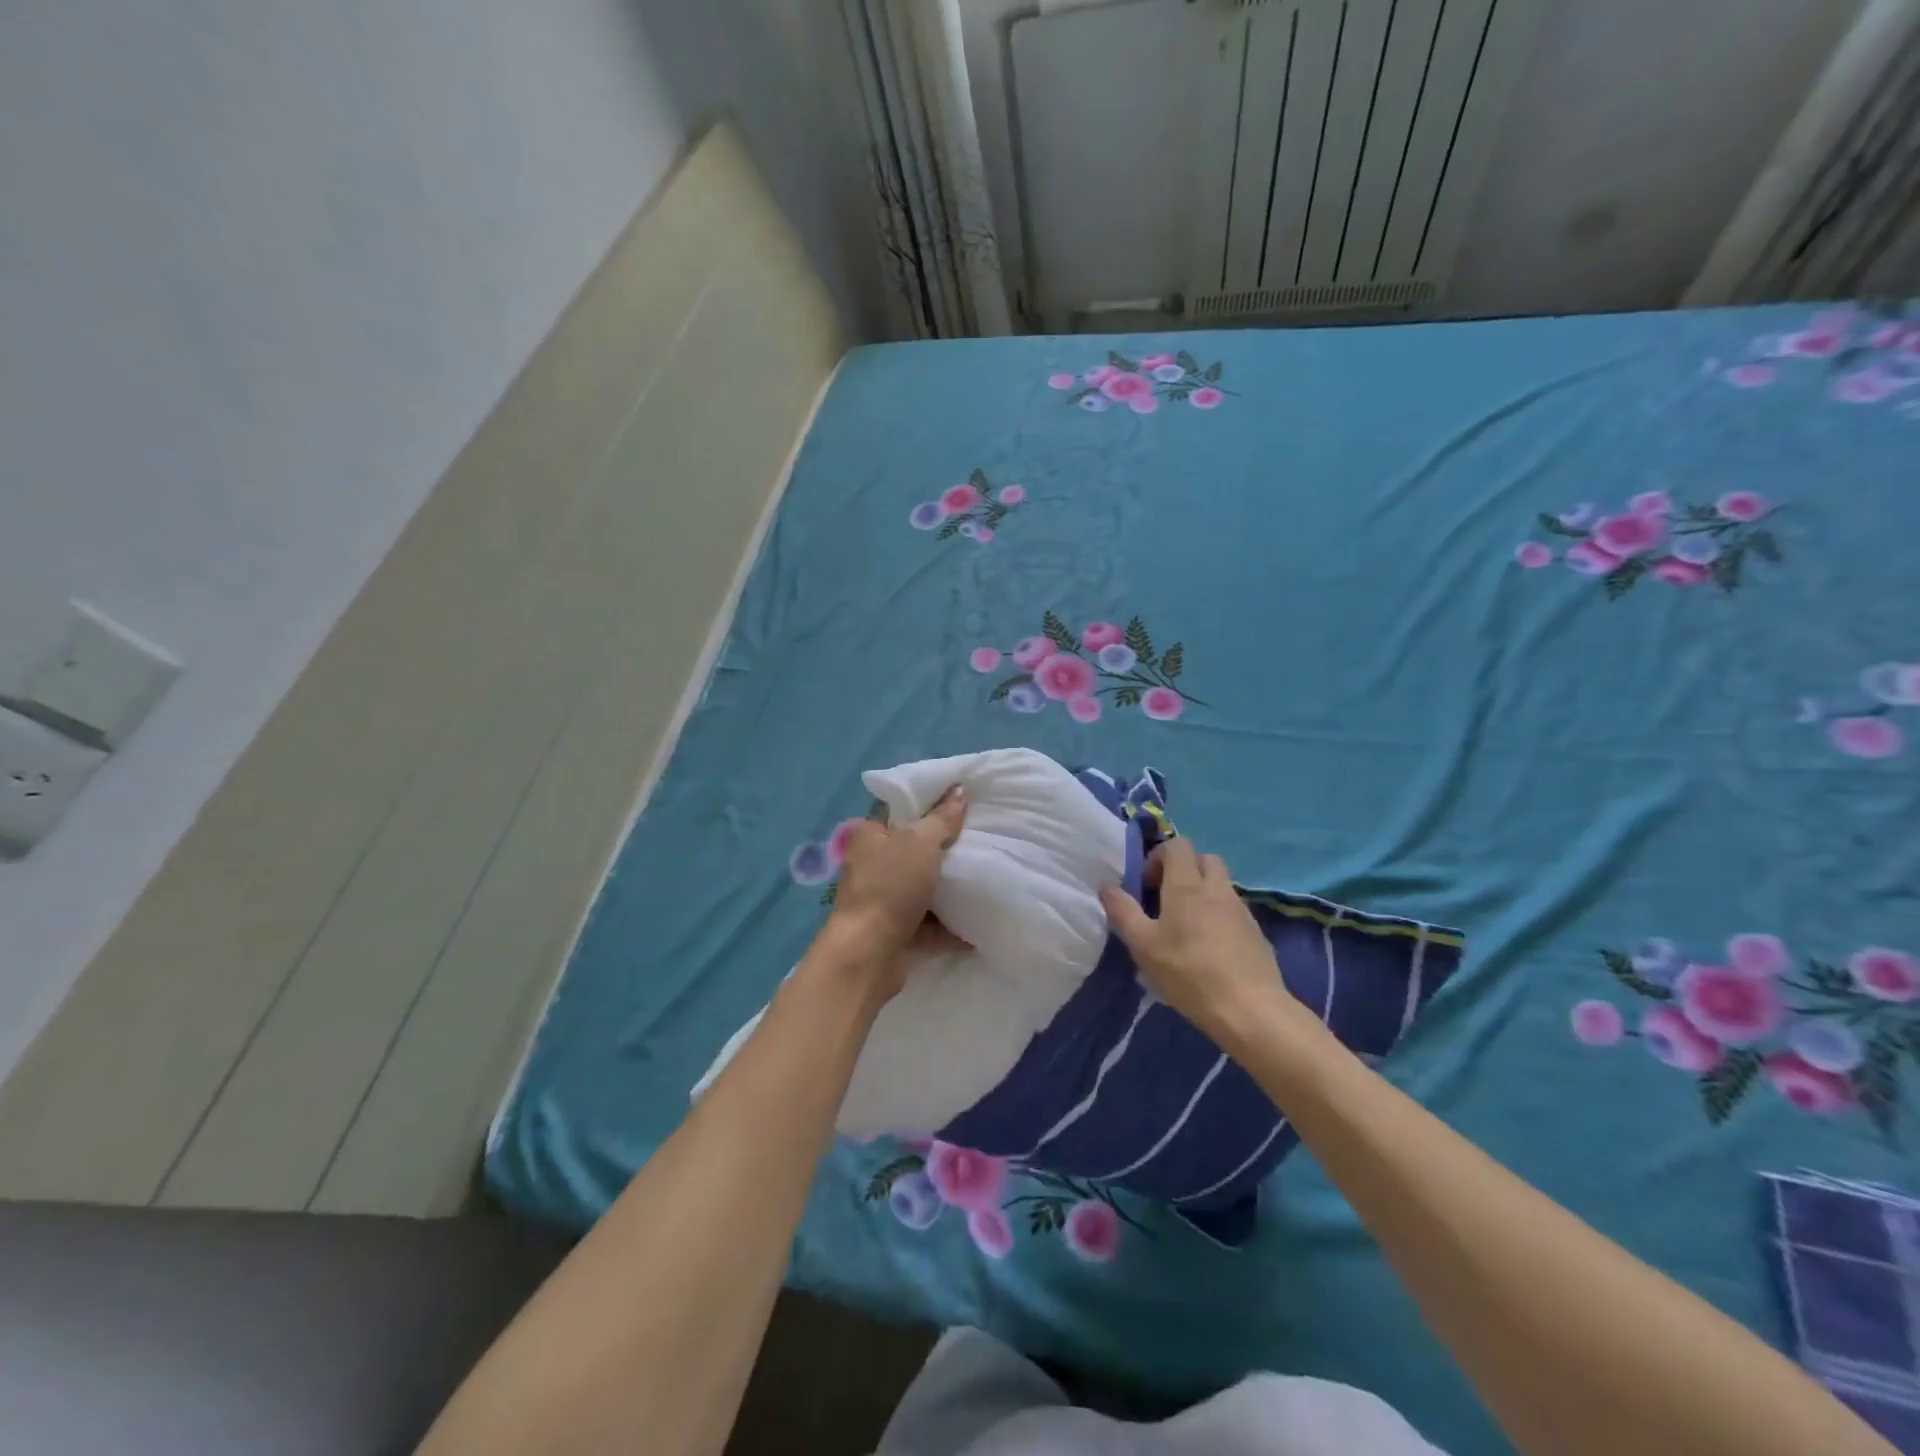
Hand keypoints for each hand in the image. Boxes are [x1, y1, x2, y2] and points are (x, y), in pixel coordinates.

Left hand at [819, 785, 967, 999]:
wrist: (869, 954)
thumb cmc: (890, 886)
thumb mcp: (921, 842)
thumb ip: (942, 818)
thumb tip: (959, 790)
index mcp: (870, 835)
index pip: (900, 809)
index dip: (929, 802)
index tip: (962, 799)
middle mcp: (873, 864)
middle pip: (915, 849)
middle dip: (946, 846)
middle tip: (981, 835)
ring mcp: (884, 900)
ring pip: (924, 886)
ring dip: (950, 887)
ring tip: (986, 873)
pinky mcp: (897, 931)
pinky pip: (930, 923)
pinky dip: (951, 923)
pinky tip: (979, 917)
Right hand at [1099, 839, 1297, 1050]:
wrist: (1250, 1009)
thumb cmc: (1189, 973)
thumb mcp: (1143, 946)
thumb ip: (1123, 912)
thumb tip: (1106, 886)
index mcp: (1187, 886)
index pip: (1177, 845)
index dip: (1158, 857)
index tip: (1147, 887)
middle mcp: (1217, 889)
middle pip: (1203, 858)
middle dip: (1184, 869)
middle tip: (1166, 899)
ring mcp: (1241, 909)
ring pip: (1221, 884)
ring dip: (1202, 892)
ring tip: (1186, 926)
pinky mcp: (1256, 932)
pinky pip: (1234, 909)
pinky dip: (1219, 914)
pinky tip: (1210, 947)